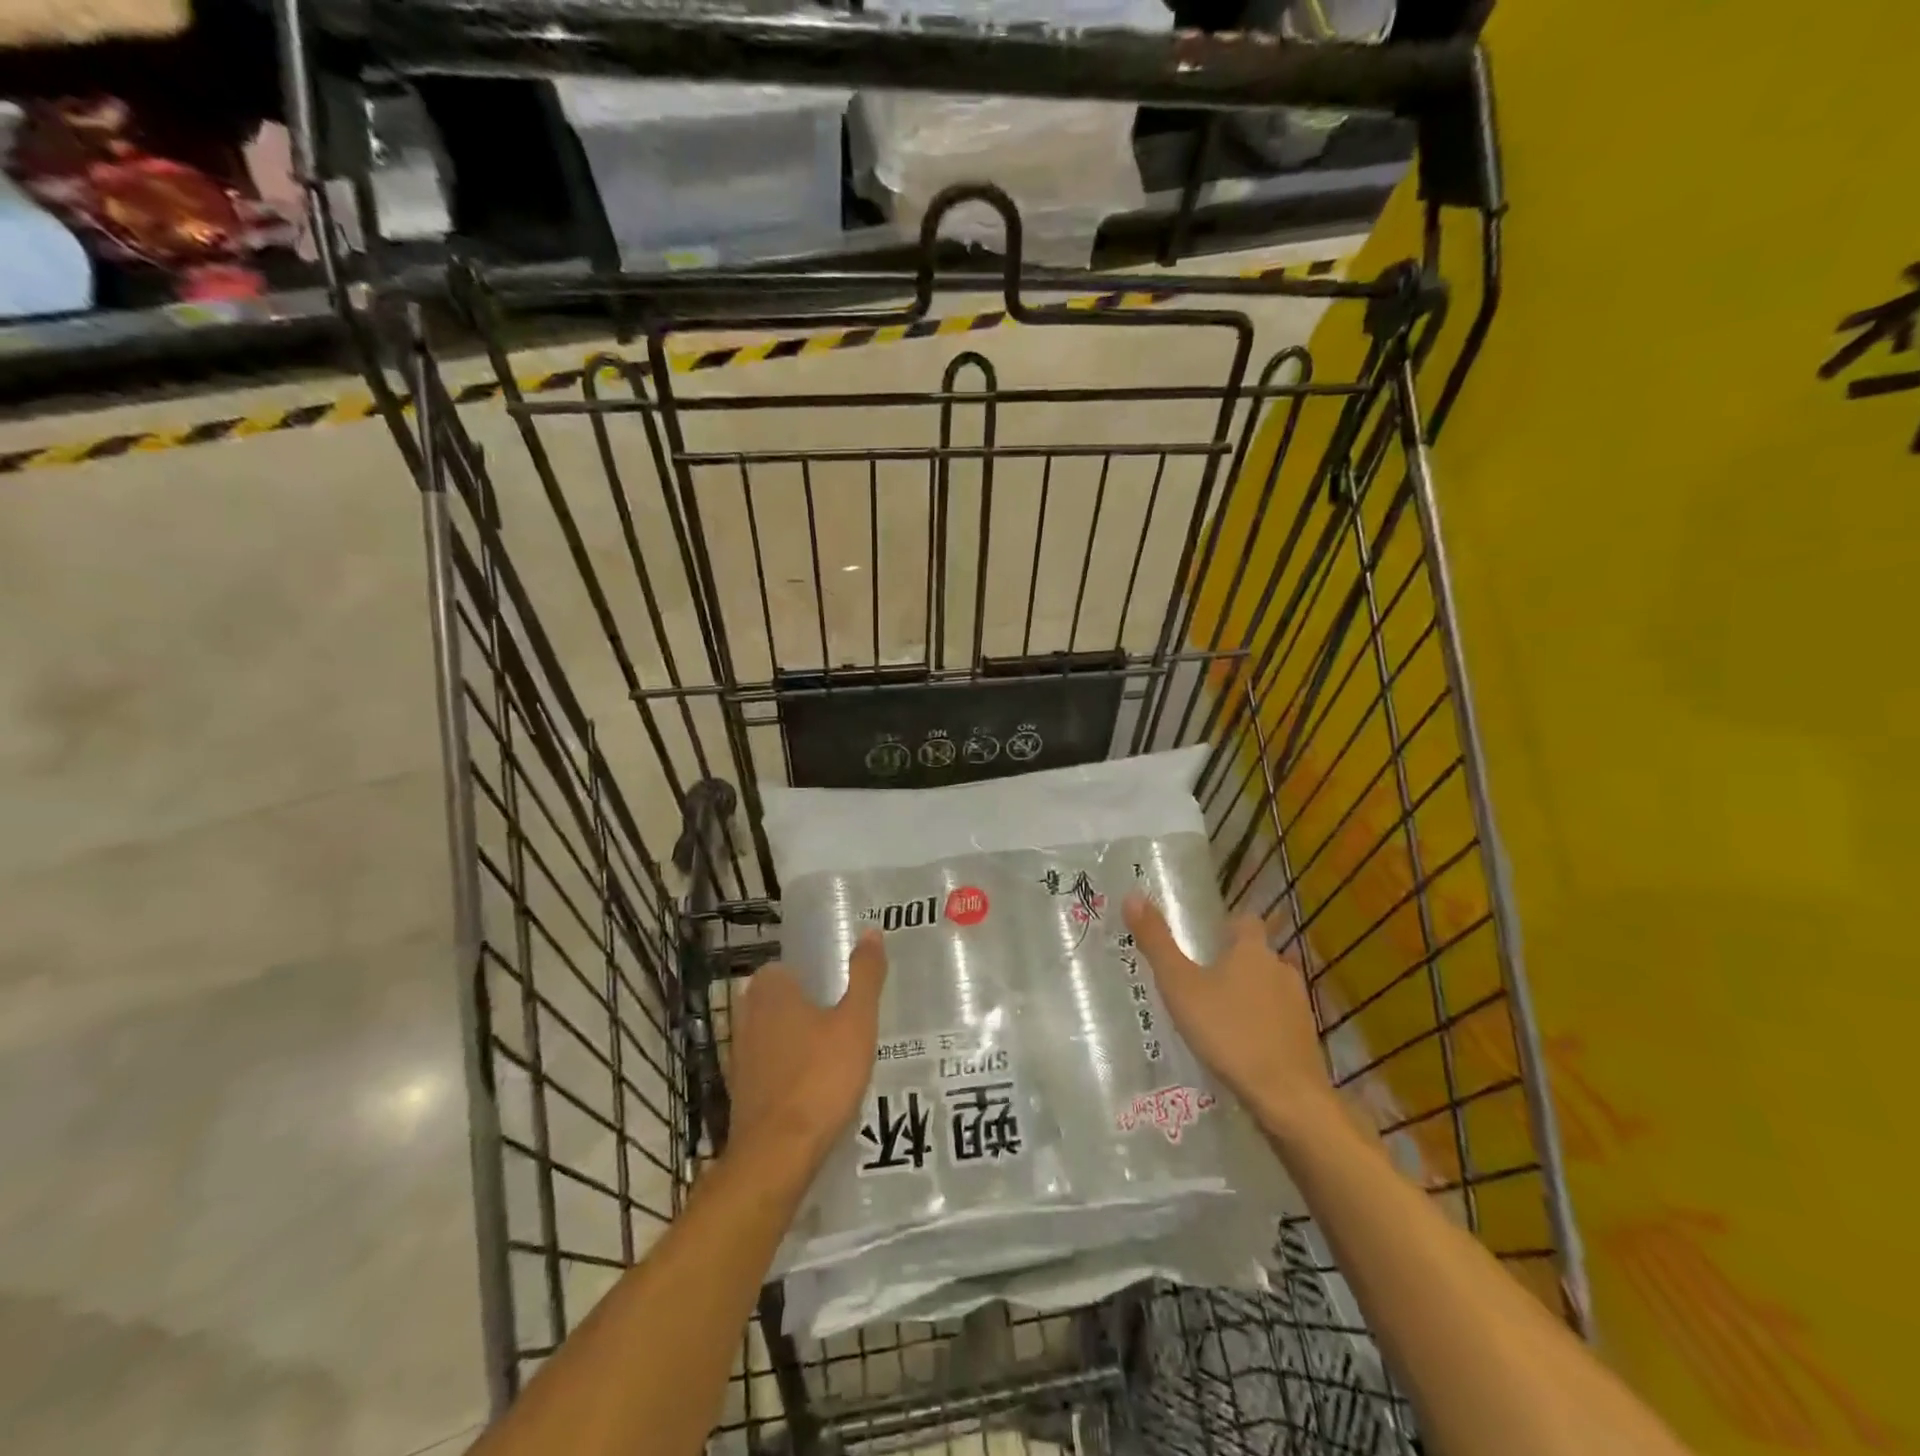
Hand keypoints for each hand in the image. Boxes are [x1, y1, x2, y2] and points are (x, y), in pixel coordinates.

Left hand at [725, 930, 887, 1173]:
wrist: (777, 1156)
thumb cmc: (820, 1077)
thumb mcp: (856, 1021)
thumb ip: (865, 975)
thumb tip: (872, 932)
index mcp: (770, 989)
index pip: (789, 966)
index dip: (817, 974)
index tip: (843, 988)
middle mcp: (747, 1014)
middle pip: (783, 999)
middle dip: (809, 1006)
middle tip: (847, 1019)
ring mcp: (740, 1054)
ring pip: (775, 1033)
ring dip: (800, 1039)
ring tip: (838, 1052)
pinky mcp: (741, 1089)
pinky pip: (771, 1064)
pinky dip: (790, 1069)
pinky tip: (817, 1085)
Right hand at [1123, 892, 1336, 1138]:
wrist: (1287, 1096)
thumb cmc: (1228, 1032)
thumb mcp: (1180, 986)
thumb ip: (1156, 943)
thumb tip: (1133, 896)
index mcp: (1252, 950)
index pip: (1245, 920)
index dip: (1227, 925)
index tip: (1206, 937)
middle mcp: (1280, 969)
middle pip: (1258, 954)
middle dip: (1235, 962)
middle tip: (1202, 978)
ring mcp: (1298, 1005)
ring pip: (1270, 987)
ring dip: (1249, 994)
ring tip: (1219, 1013)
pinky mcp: (1305, 1038)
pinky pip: (1279, 1019)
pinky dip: (1262, 1023)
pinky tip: (1241, 1044)